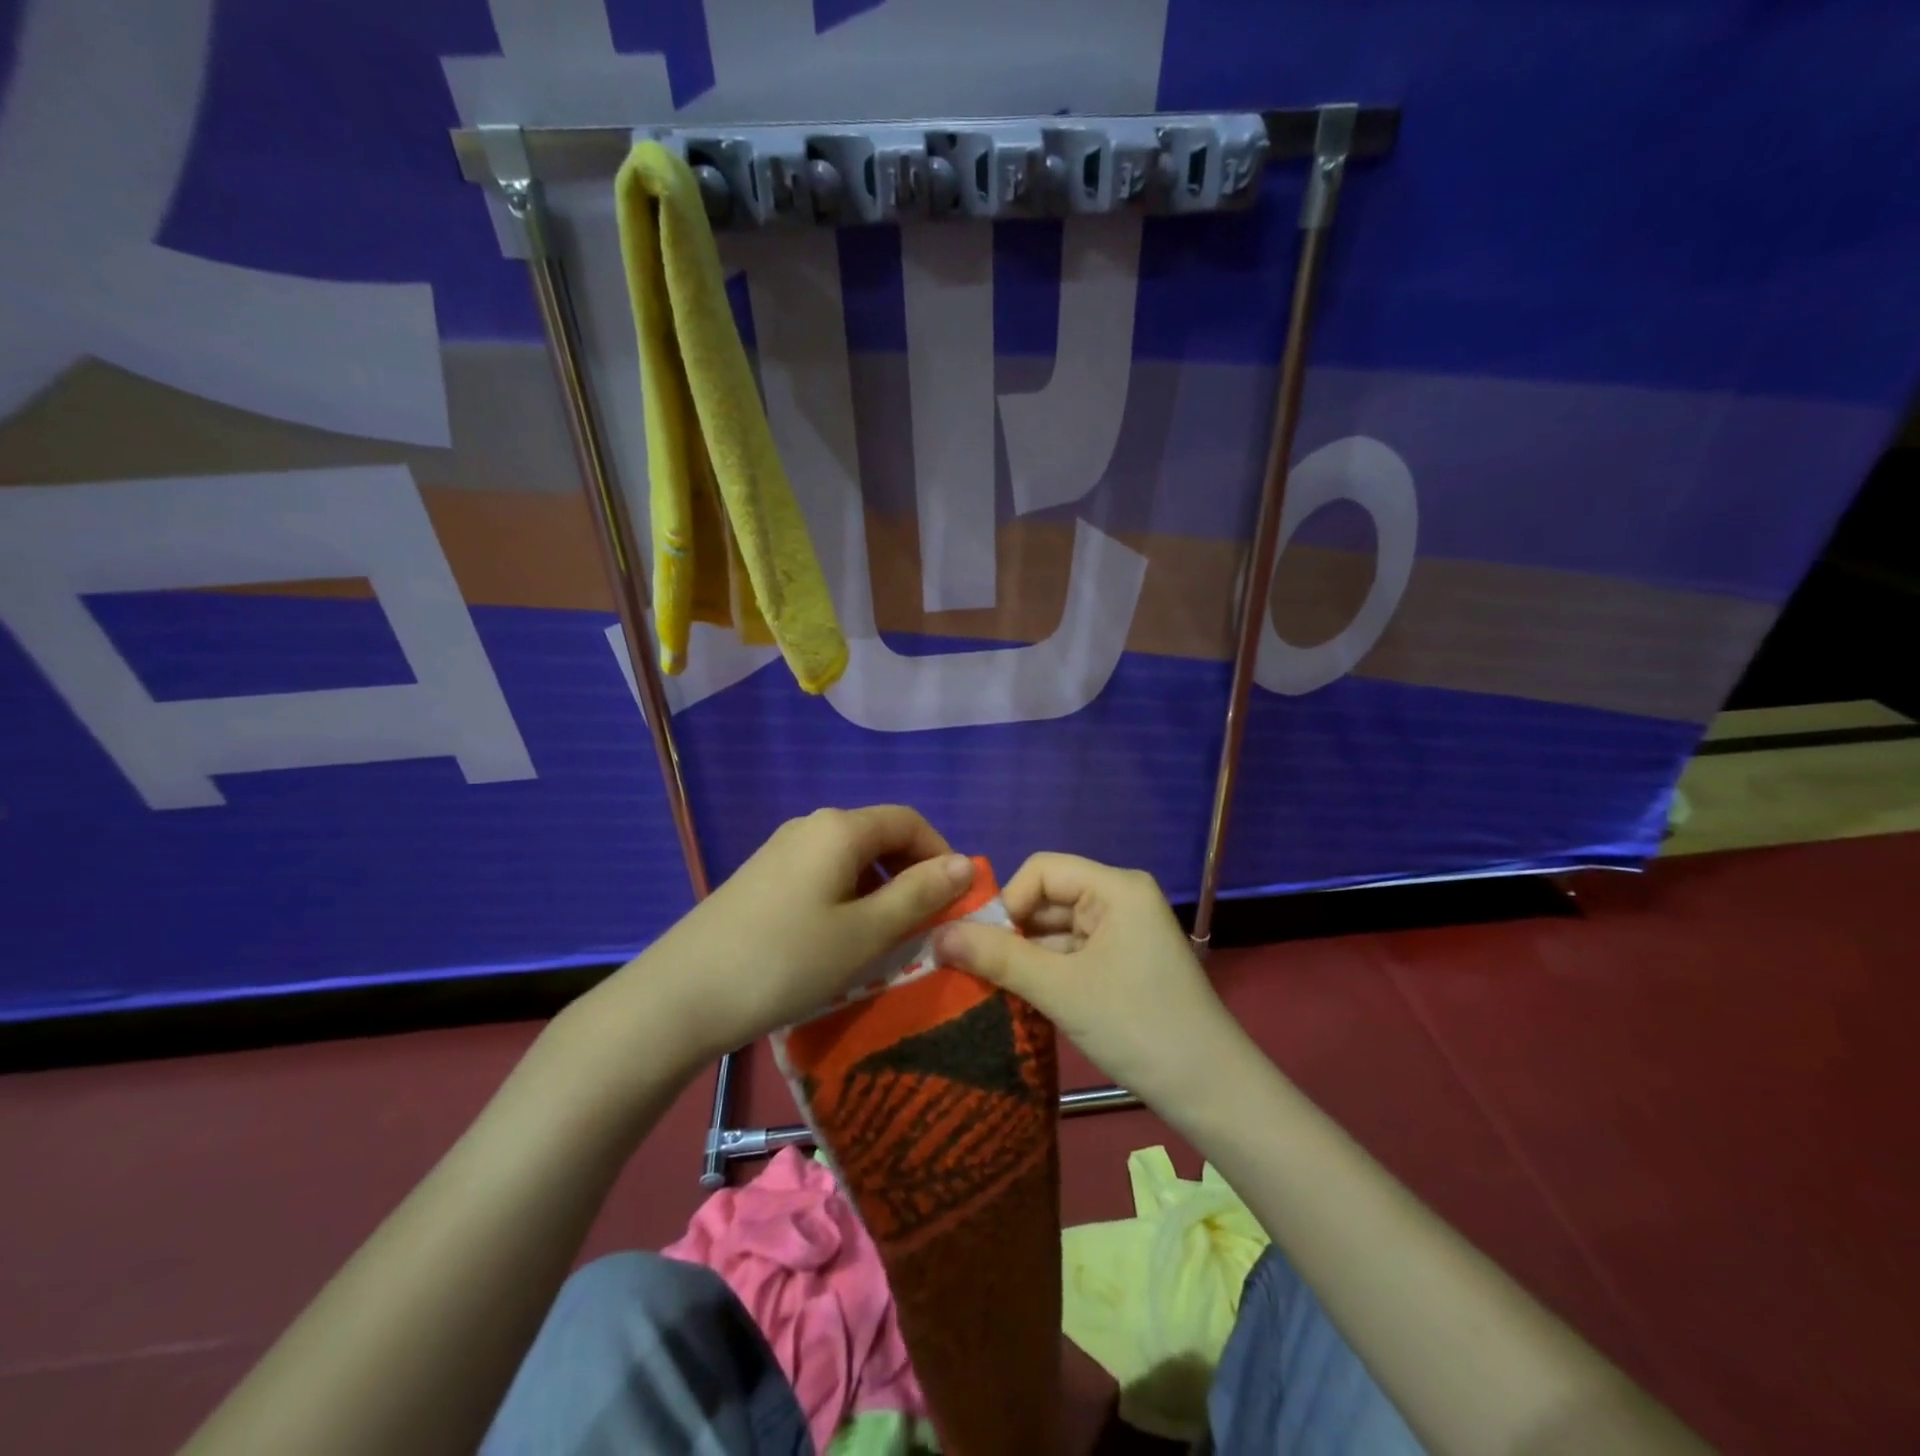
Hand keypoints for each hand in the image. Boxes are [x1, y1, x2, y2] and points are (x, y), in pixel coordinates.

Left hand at [634, 806, 974, 1062]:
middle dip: (911, 874)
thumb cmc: (785, 961)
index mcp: (840, 828)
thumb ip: (918, 894)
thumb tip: (964, 863)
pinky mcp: (761, 878)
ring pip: (850, 859)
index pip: (909, 821)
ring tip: (886, 940)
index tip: (957, 900)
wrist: (681, 996)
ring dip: (880, 891)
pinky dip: (847, 899)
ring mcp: (780, 851)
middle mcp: (810, 826)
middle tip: (926, 925)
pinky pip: (821, 876)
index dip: (941, 853)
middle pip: (879, 836)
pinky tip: (839, 941)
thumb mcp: (864, 933)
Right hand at [932, 854, 1242, 1113]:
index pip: (1042, 870)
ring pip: (1058, 929)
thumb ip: (998, 957)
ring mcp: (1125, 932)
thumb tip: (936, 935)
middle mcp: (1121, 899)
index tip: (979, 944)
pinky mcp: (1125, 962)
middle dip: (1012, 931)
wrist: (1211, 1092)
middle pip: (1049, 898)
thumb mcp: (1061, 989)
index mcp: (1116, 887)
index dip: (1007, 901)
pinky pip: (1074, 953)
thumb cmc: (1136, 1026)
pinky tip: (1022, 997)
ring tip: (990, 985)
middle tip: (973, 968)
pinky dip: (1047, 971)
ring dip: (1026, 955)